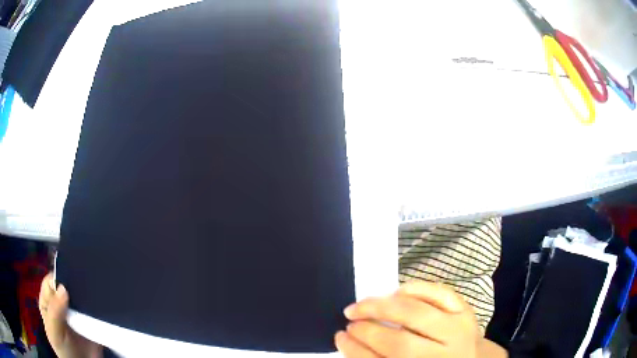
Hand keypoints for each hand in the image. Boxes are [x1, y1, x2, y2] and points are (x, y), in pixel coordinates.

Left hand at [39, 273, 102, 357]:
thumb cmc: (64, 350)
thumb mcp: (54, 333)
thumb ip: (54, 312)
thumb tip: (63, 288)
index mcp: (48, 300)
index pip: (52, 280)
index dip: (60, 277)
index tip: (71, 282)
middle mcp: (61, 301)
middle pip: (67, 284)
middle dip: (76, 283)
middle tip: (87, 283)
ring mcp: (77, 311)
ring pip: (82, 295)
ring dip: (89, 293)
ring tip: (98, 291)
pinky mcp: (92, 320)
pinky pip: (94, 309)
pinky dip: (99, 305)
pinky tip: (104, 303)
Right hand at [335, 281, 504, 357]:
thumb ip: (382, 357)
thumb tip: (352, 341)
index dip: (355, 350)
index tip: (339, 337)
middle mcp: (443, 357)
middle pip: (399, 343)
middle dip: (367, 330)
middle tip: (350, 320)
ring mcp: (458, 331)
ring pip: (417, 314)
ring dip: (383, 306)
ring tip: (363, 304)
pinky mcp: (466, 311)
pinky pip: (440, 294)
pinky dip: (417, 289)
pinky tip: (399, 292)